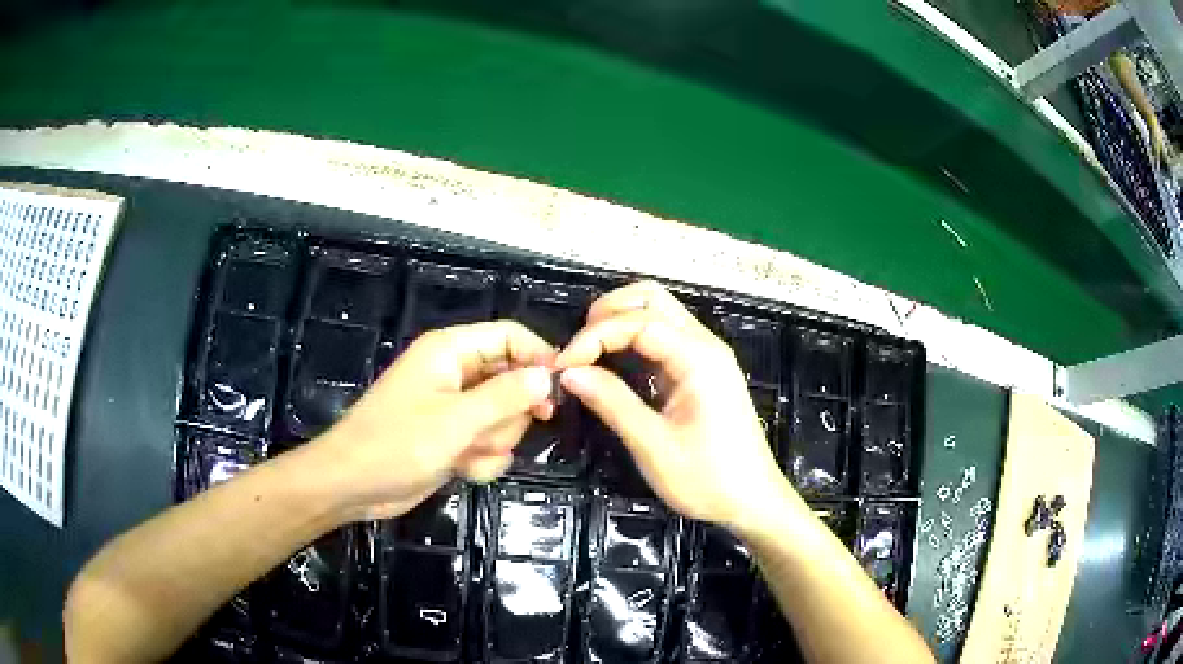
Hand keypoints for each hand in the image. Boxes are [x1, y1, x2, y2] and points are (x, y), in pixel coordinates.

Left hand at [313, 320, 555, 521]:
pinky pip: (490, 442)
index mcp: (451, 351)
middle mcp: (456, 373)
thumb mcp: (456, 421)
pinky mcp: (454, 437)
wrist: (353, 486)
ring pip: (505, 417)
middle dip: (509, 414)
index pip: (510, 336)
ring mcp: (455, 408)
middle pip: (513, 381)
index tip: (560, 390)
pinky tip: (464, 470)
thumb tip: (548, 376)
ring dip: (495, 442)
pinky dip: (483, 459)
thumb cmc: (397, 445)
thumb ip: (506, 397)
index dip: (539, 357)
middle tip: (491, 433)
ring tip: (467, 454)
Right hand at [555, 281, 801, 534]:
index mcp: (698, 358)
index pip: (638, 322)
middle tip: (577, 348)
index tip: (564, 364)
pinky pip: (664, 337)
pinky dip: (633, 339)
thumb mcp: (654, 445)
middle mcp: (704, 345)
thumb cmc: (707, 479)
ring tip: (588, 352)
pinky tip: (613, 362)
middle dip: (608, 313)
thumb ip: (612, 402)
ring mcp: (706, 356)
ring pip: (658, 313)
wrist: (753, 501)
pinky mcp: (702, 371)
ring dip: (620, 322)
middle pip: (652, 299)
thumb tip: (569, 372)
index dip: (595, 336)